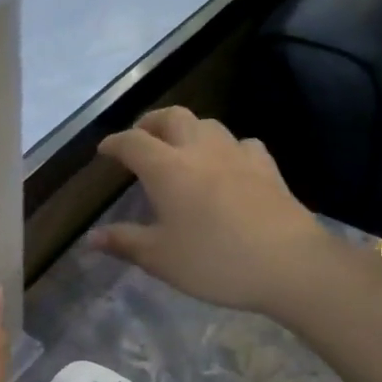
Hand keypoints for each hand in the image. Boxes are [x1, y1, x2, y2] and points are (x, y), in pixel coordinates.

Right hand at [92, 108, 366, 318]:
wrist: (290, 263)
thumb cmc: (215, 260)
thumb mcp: (161, 258)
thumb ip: (125, 242)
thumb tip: (92, 238)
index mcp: (167, 168)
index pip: (132, 142)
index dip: (114, 143)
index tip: (104, 151)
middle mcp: (199, 150)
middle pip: (171, 117)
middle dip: (150, 122)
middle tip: (140, 138)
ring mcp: (237, 154)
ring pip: (207, 124)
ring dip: (187, 129)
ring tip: (180, 148)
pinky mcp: (267, 167)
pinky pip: (241, 144)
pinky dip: (225, 147)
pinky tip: (227, 164)